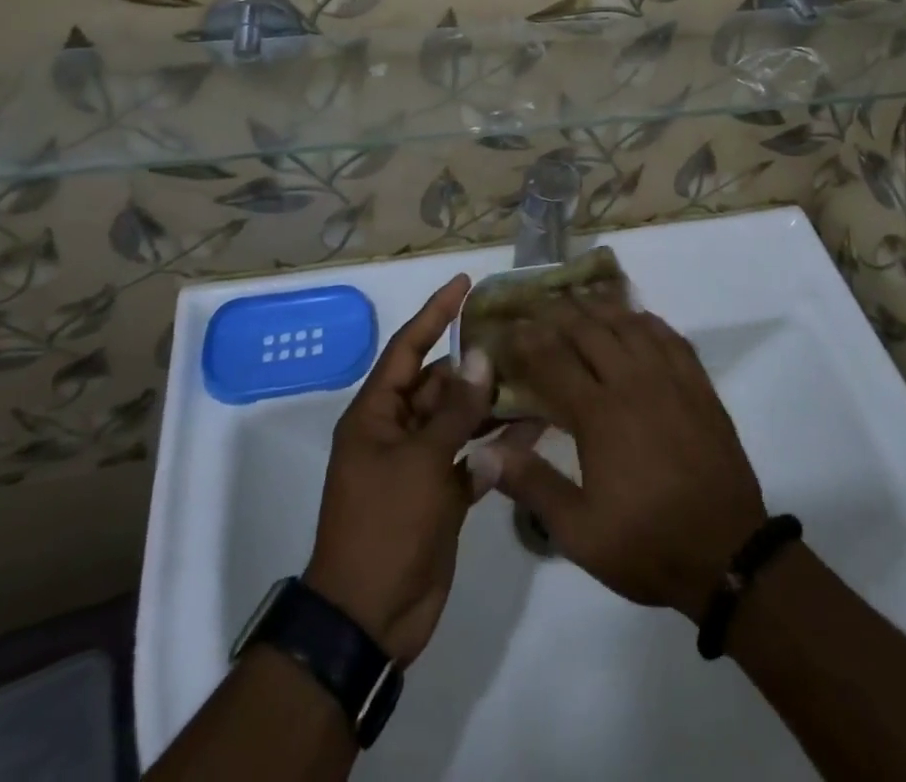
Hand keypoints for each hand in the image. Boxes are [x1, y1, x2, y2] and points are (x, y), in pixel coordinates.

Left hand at [305, 275, 520, 665]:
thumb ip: (455, 410)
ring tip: (536, 375)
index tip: (465, 283)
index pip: (407, 348)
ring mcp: (420, 463)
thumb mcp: (420, 463)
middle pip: (439, 382)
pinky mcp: (441, 494)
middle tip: (518, 337)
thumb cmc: (385, 527)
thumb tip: (480, 358)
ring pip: (460, 419)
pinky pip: (472, 456)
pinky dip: (498, 445)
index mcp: (377, 414)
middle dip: (475, 363)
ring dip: (492, 403)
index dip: (435, 313)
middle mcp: (397, 431)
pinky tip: (536, 429)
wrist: (370, 620)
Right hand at [480, 303, 766, 621]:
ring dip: (602, 308)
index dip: (528, 340)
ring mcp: (671, 379)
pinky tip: (637, 318)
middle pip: (590, 330)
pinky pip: (670, 336)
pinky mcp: (699, 385)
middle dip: (560, 312)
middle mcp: (633, 382)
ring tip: (581, 298)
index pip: (553, 361)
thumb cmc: (646, 544)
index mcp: (600, 414)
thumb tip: (485, 453)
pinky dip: (648, 320)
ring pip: (630, 324)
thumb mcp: (579, 532)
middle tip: (539, 302)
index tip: (509, 326)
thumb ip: (532, 485)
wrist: (727, 554)